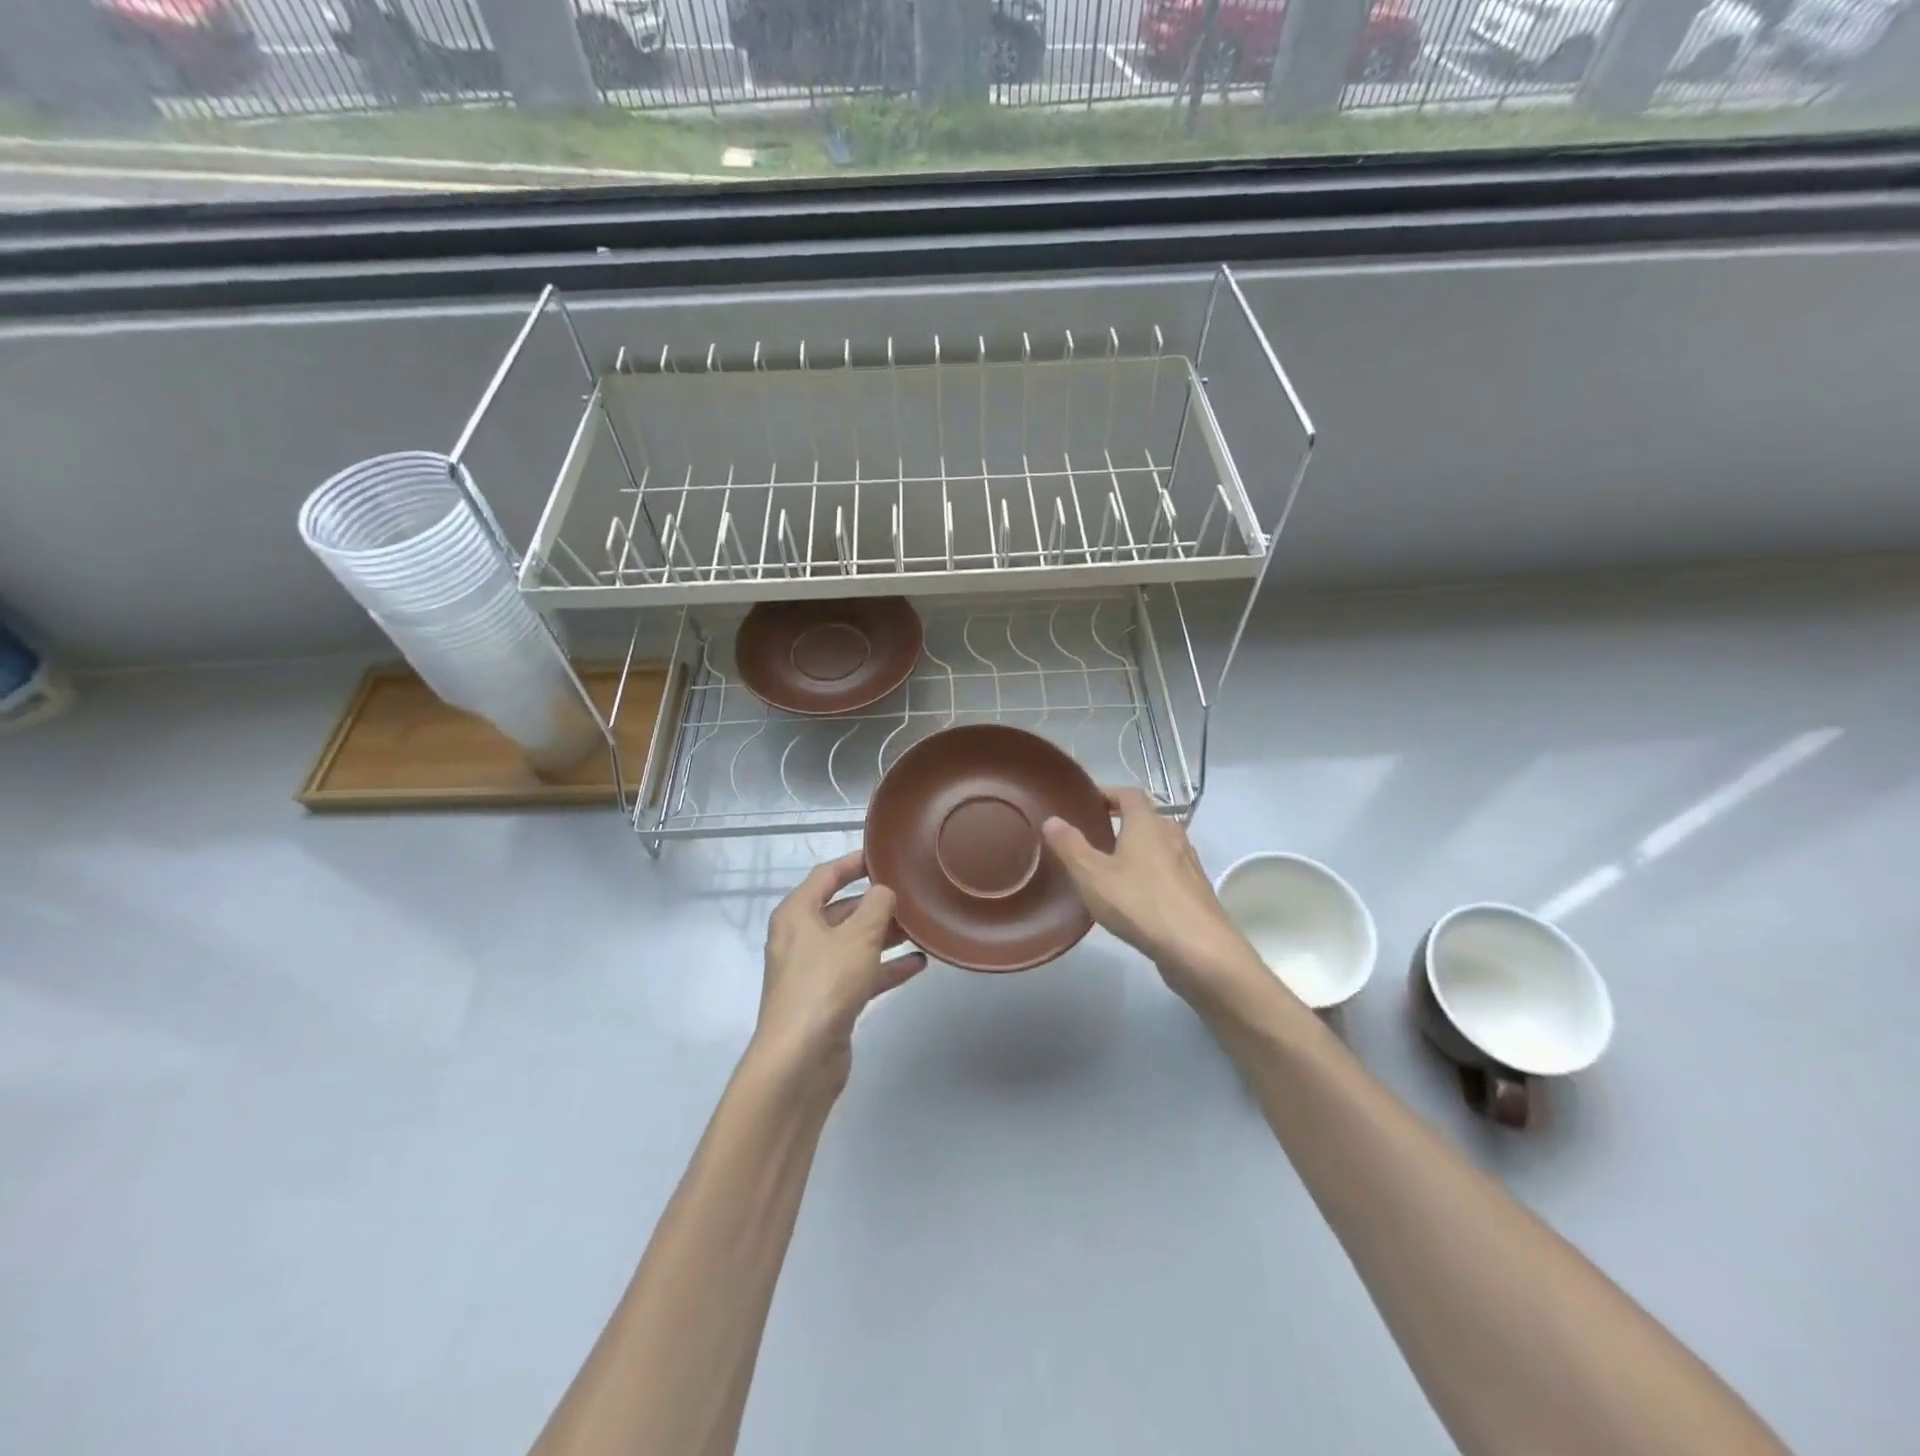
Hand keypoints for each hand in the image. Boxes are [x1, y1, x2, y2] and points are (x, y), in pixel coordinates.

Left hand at [755, 850, 926, 1090]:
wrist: (800, 1059)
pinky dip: (885, 967)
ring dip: (885, 936)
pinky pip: (860, 974)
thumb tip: (884, 891)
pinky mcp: (828, 1001)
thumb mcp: (858, 936)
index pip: (826, 875)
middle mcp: (801, 938)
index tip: (885, 856)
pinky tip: (917, 964)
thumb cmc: (825, 984)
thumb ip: (877, 906)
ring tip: (920, 927)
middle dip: (876, 903)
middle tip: (912, 894)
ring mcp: (813, 972)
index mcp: (797, 914)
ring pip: (853, 943)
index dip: (855, 862)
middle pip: (842, 910)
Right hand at [1041, 788, 1263, 1004]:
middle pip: (1146, 818)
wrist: (1199, 950)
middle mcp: (1172, 836)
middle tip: (1093, 836)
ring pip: (1158, 846)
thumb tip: (1052, 819)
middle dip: (1121, 822)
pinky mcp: (1195, 892)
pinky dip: (1149, 873)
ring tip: (1110, 867)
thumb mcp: (1092, 875)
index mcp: (1147, 824)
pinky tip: (1134, 897)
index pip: (1129, 793)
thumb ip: (1070, 846)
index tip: (1087, 803)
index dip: (1108, 793)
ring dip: (1137, 849)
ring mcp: (1188, 864)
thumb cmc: (1141, 903)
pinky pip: (1168, 871)